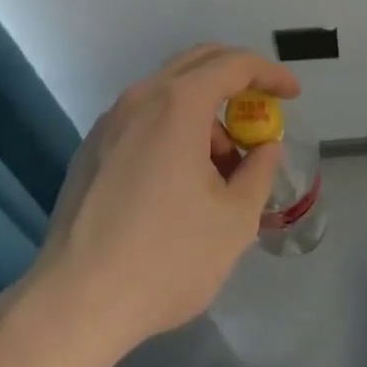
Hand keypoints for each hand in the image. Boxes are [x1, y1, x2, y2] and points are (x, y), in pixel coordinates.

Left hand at [31, 44, 299, 350]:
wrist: (74, 304)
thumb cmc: (164, 259)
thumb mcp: (233, 222)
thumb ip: (258, 173)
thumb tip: (265, 148)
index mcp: (179, 103)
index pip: (234, 65)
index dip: (269, 74)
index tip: (293, 94)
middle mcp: (142, 96)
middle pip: (198, 62)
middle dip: (236, 79)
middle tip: (260, 110)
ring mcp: (111, 120)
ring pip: (169, 90)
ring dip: (204, 111)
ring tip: (219, 167)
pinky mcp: (92, 146)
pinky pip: (143, 116)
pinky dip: (173, 126)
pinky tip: (178, 178)